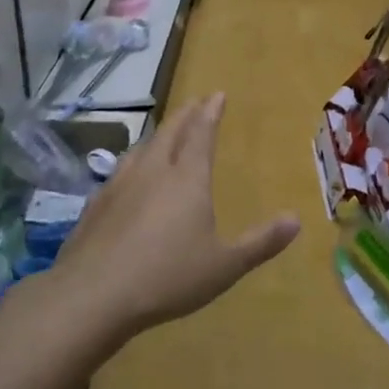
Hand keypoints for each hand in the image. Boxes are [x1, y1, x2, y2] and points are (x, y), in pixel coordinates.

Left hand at [56, 93, 299, 340]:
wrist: (92, 295)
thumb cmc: (167, 277)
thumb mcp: (225, 265)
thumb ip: (261, 242)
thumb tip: (296, 219)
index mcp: (187, 179)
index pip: (201, 134)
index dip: (210, 112)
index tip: (216, 94)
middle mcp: (153, 171)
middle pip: (170, 132)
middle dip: (186, 114)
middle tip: (195, 102)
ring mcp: (119, 185)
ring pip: (142, 148)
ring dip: (158, 134)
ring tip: (164, 132)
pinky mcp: (96, 205)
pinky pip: (120, 170)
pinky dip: (133, 161)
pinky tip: (128, 175)